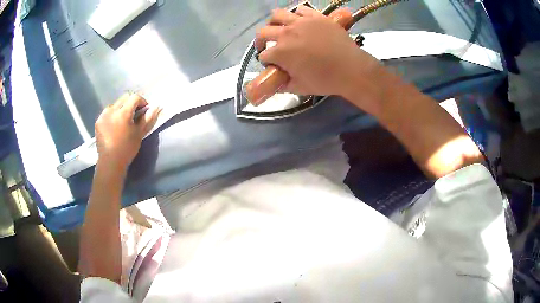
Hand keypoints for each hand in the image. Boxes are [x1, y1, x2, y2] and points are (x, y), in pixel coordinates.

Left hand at [95, 93, 160, 170]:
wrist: (110, 162)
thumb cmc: (127, 149)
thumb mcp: (139, 134)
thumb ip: (148, 118)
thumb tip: (157, 107)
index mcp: (123, 113)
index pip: (135, 97)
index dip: (142, 101)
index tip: (144, 111)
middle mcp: (112, 110)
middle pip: (125, 98)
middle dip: (131, 103)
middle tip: (135, 115)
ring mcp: (103, 115)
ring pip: (115, 104)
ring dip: (121, 108)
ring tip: (123, 121)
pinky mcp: (98, 121)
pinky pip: (107, 112)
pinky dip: (113, 114)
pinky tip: (114, 125)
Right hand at [256, 6, 382, 101]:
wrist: (351, 69)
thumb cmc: (325, 80)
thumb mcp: (300, 88)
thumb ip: (284, 84)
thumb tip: (277, 82)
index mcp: (280, 52)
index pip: (264, 55)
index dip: (266, 61)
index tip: (273, 65)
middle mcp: (286, 33)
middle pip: (263, 32)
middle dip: (261, 41)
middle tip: (267, 45)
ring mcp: (301, 22)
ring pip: (277, 15)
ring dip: (274, 22)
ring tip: (279, 28)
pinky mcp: (316, 17)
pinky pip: (301, 10)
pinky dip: (297, 15)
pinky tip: (300, 21)